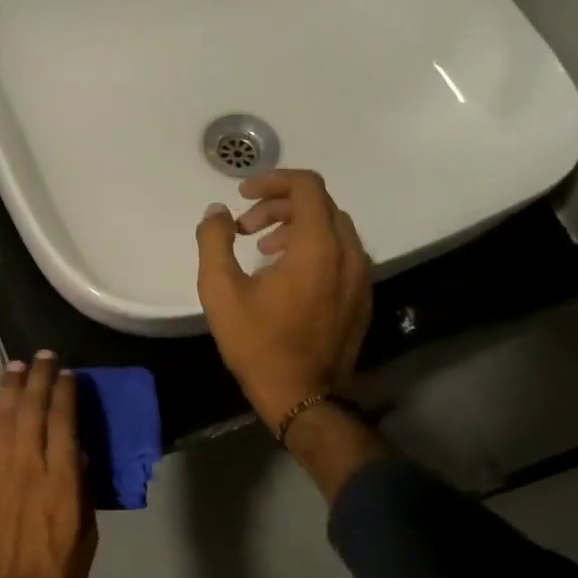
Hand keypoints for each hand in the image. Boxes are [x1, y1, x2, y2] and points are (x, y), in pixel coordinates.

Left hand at [0, 352, 97, 577]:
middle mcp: (27, 467)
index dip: (66, 392)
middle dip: (39, 378)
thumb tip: (77, 455)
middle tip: (43, 357)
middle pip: (32, 410)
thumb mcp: (86, 536)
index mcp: (61, 480)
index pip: (64, 421)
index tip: (68, 374)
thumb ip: (81, 491)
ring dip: (10, 388)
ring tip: (16, 366)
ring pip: (3, 418)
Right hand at [195, 169, 372, 432]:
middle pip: (320, 205)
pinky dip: (315, 248)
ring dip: (297, 227)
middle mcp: (349, 254)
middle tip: (246, 228)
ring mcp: (361, 277)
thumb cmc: (258, 343)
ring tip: (264, 250)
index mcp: (318, 247)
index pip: (307, 186)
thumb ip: (215, 241)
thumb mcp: (220, 291)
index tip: (243, 196)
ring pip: (333, 229)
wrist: (301, 397)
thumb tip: (217, 213)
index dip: (273, 180)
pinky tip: (288, 274)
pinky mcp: (363, 297)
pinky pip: (342, 254)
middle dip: (280, 206)